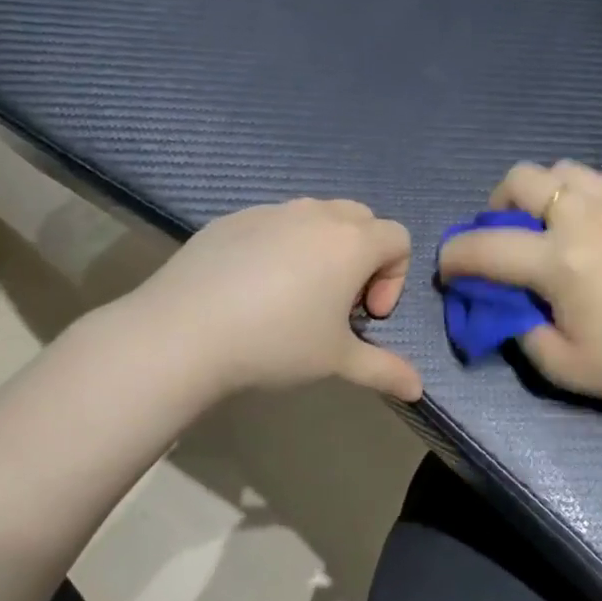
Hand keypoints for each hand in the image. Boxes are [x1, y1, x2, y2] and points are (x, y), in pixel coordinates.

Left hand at [116, 199, 422, 402]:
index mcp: (351, 241)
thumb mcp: (337, 361)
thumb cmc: (275, 343)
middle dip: (363, 257)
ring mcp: (270, 211)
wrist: (183, 333)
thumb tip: (418, 389)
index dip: (394, 278)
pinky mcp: (232, 219)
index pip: (399, 238)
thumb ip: (384, 370)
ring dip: (322, 248)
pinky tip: (251, 289)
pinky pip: (273, 223)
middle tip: (337, 303)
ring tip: (294, 295)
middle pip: (361, 220)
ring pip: (315, 217)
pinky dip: (279, 246)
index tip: (366, 316)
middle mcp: (316, 214)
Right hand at [438, 162, 601, 411]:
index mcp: (561, 263)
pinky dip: (582, 195)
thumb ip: (516, 325)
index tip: (450, 268)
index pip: (486, 247)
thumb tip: (500, 299)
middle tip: (505, 234)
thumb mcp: (558, 363)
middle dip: (496, 205)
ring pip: (562, 169)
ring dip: (542, 193)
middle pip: (520, 179)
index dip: (455, 256)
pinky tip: (594, 225)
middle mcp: (587, 219)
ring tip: (550, 224)